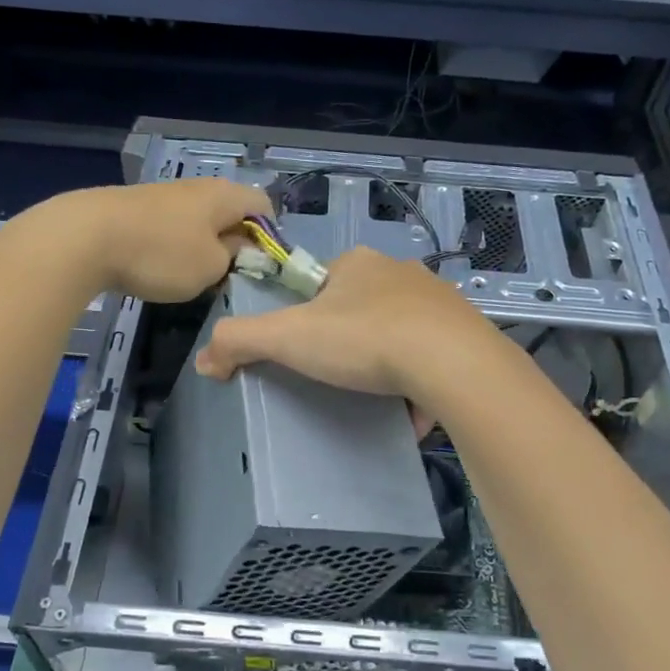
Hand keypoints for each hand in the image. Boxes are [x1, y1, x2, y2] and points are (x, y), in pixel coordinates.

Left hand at [34, 179, 272, 302]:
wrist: (85, 238)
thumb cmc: (161, 254)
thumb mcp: (211, 267)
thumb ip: (232, 257)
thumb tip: (233, 246)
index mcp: (225, 195)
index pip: (264, 205)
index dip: (268, 235)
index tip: (258, 265)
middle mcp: (198, 187)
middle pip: (229, 211)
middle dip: (233, 241)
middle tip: (226, 275)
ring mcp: (164, 194)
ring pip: (198, 219)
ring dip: (201, 245)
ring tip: (190, 275)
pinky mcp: (136, 207)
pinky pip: (169, 225)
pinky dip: (172, 244)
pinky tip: (158, 266)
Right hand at [195, 246, 504, 403]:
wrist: (452, 363)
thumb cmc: (363, 340)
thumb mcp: (289, 337)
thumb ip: (241, 341)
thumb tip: (204, 359)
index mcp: (358, 264)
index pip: (321, 281)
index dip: (308, 312)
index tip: (306, 346)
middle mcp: (401, 272)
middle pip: (362, 304)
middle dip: (349, 335)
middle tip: (339, 373)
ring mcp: (439, 302)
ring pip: (401, 329)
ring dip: (387, 356)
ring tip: (375, 392)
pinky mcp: (465, 333)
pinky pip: (433, 354)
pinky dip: (420, 378)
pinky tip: (412, 406)